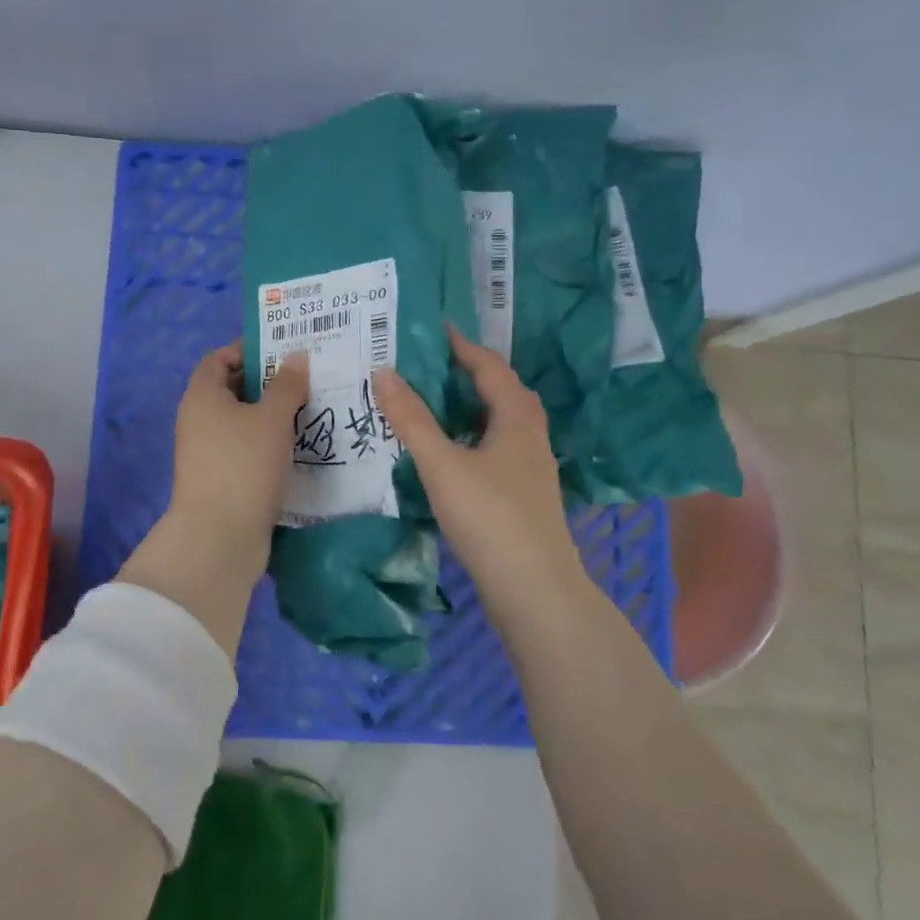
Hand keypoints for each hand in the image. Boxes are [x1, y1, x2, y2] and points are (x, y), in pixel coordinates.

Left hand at [120, 343, 308, 653]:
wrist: (219, 537)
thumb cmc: (243, 465)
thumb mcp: (271, 418)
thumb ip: (286, 385)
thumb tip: (296, 357)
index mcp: (202, 396)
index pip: (220, 358)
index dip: (249, 350)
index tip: (285, 350)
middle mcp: (199, 420)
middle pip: (233, 389)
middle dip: (269, 382)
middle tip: (309, 379)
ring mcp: (208, 453)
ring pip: (244, 422)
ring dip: (274, 415)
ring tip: (314, 409)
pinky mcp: (222, 479)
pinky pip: (248, 450)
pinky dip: (271, 444)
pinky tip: (302, 446)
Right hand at [374, 325, 585, 604]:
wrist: (535, 591)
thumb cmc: (490, 518)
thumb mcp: (443, 464)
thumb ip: (412, 419)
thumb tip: (384, 372)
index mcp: (516, 419)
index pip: (490, 367)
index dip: (462, 346)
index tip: (435, 328)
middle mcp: (531, 436)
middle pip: (503, 392)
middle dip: (471, 372)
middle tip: (432, 363)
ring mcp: (532, 468)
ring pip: (502, 423)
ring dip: (473, 406)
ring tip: (437, 402)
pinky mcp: (525, 495)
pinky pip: (499, 448)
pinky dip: (475, 437)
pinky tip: (453, 454)